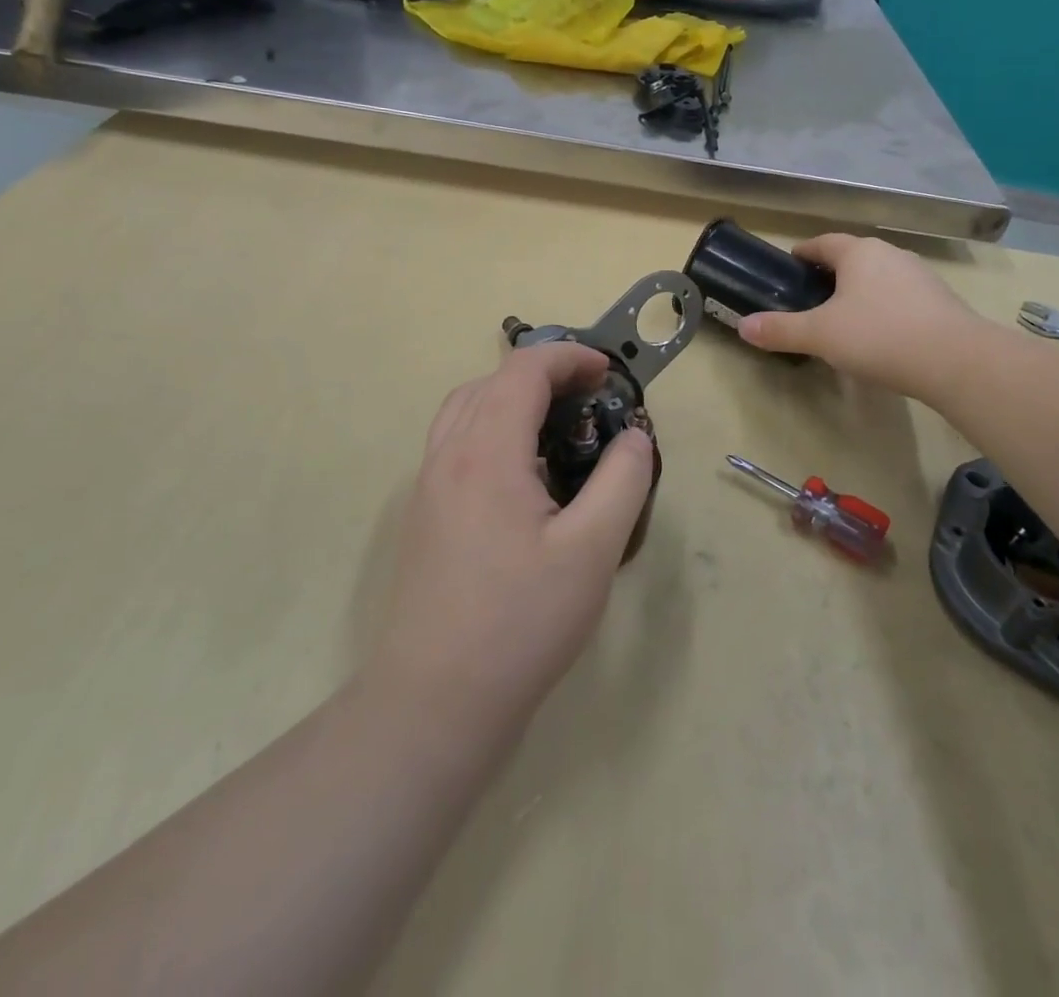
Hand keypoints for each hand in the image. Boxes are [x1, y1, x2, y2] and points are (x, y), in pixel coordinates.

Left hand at [369, 342, 656, 736]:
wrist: (434, 701)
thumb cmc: (520, 622)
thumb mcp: (593, 550)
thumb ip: (622, 480)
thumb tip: (633, 435)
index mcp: (486, 451)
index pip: (524, 370)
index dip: (569, 357)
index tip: (609, 373)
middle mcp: (448, 455)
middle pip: (491, 381)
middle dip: (544, 373)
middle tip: (590, 397)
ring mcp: (428, 485)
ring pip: (467, 409)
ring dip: (512, 397)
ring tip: (558, 427)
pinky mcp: (424, 514)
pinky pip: (456, 442)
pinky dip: (492, 427)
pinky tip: (524, 474)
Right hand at [739, 233, 978, 401]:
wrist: (955, 360)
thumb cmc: (878, 336)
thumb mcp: (820, 335)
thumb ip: (780, 330)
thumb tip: (743, 326)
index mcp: (859, 252)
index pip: (823, 243)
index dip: (804, 253)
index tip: (790, 265)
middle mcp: (890, 254)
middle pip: (853, 257)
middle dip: (832, 273)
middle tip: (811, 296)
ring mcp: (920, 275)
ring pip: (879, 277)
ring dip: (860, 290)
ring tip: (845, 317)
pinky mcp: (941, 300)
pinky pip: (902, 297)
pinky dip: (885, 307)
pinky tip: (880, 334)